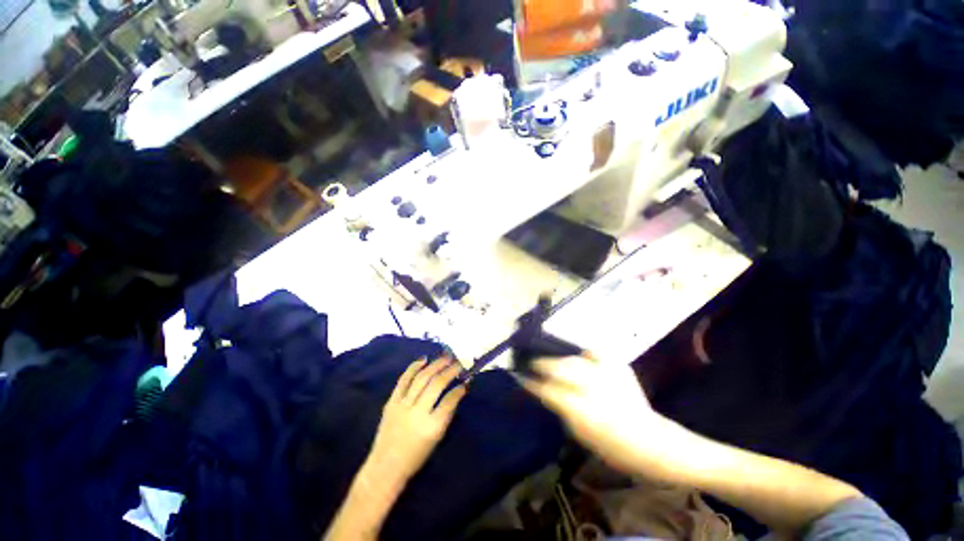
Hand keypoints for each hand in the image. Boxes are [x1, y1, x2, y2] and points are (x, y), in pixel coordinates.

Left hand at [365, 358, 466, 486]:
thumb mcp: (437, 438)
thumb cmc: (416, 455)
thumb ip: (447, 413)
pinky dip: (414, 367)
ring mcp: (402, 406)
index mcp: (432, 426)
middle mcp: (417, 413)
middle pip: (436, 384)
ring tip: (445, 357)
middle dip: (449, 371)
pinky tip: (424, 360)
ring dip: (435, 365)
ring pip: (421, 378)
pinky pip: (404, 380)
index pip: (450, 401)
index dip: (460, 389)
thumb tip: (457, 391)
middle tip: (458, 363)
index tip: (467, 381)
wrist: (386, 467)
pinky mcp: (391, 402)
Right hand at [519, 356, 675, 472]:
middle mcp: (591, 385)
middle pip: (557, 366)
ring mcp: (606, 372)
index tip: (521, 376)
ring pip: (572, 358)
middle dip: (541, 363)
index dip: (531, 381)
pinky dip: (585, 356)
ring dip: (559, 359)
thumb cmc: (610, 445)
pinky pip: (593, 354)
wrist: (650, 441)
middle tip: (532, 362)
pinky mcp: (617, 365)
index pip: (546, 388)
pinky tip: (581, 359)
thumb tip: (543, 389)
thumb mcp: (578, 432)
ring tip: (552, 360)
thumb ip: (559, 406)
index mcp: (579, 407)